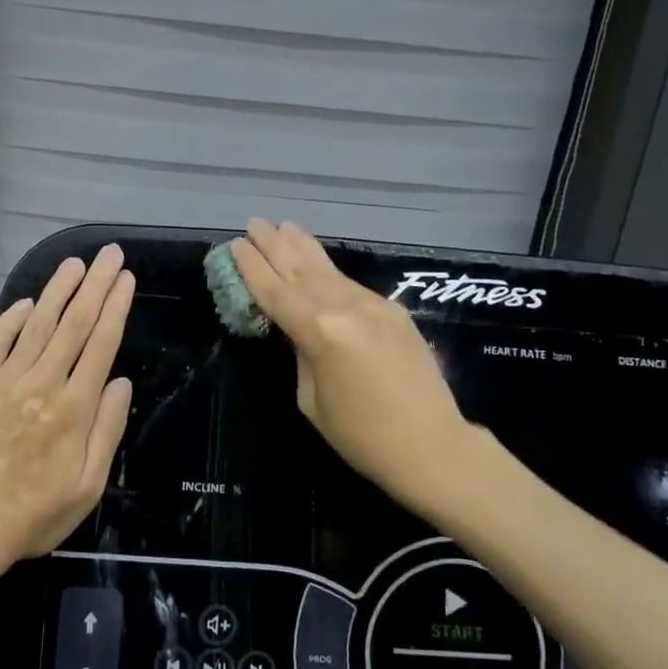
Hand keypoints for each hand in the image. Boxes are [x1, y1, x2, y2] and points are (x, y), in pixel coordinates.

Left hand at [0, 245, 134, 568]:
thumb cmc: (36, 514)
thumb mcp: (89, 486)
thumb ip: (107, 431)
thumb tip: (120, 382)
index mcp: (74, 409)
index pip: (101, 344)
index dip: (116, 307)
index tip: (126, 279)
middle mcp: (42, 385)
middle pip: (73, 324)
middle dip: (95, 286)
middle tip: (109, 255)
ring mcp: (5, 383)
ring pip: (36, 325)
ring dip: (57, 291)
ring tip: (74, 264)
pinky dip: (11, 318)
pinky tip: (26, 301)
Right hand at [231, 220, 480, 517]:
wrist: (431, 445)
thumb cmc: (361, 435)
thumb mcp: (311, 399)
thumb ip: (302, 353)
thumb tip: (300, 330)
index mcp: (320, 332)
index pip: (276, 292)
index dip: (253, 268)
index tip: (236, 245)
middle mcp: (347, 308)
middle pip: (302, 271)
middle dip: (275, 246)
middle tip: (255, 223)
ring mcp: (374, 306)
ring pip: (329, 271)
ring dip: (303, 248)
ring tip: (284, 227)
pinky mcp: (394, 312)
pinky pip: (351, 285)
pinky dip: (329, 271)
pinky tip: (318, 262)